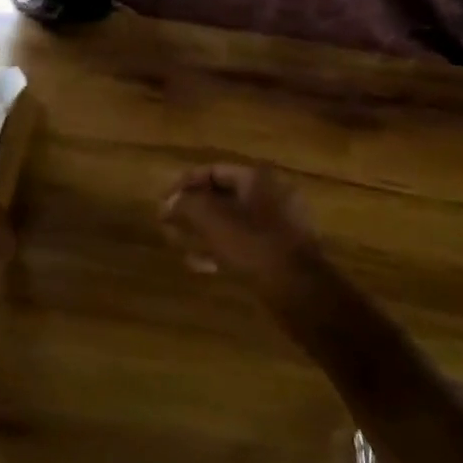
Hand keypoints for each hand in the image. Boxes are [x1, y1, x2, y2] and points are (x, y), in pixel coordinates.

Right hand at [159, 164, 325, 289]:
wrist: (299, 292)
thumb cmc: (254, 248)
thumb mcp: (214, 221)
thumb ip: (188, 204)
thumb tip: (169, 202)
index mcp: (258, 180)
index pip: (213, 171)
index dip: (184, 183)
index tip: (162, 200)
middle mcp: (270, 196)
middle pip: (222, 196)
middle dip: (192, 207)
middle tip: (166, 220)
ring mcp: (277, 226)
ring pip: (231, 222)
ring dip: (202, 229)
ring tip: (174, 240)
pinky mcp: (277, 253)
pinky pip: (241, 243)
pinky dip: (218, 248)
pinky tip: (198, 264)